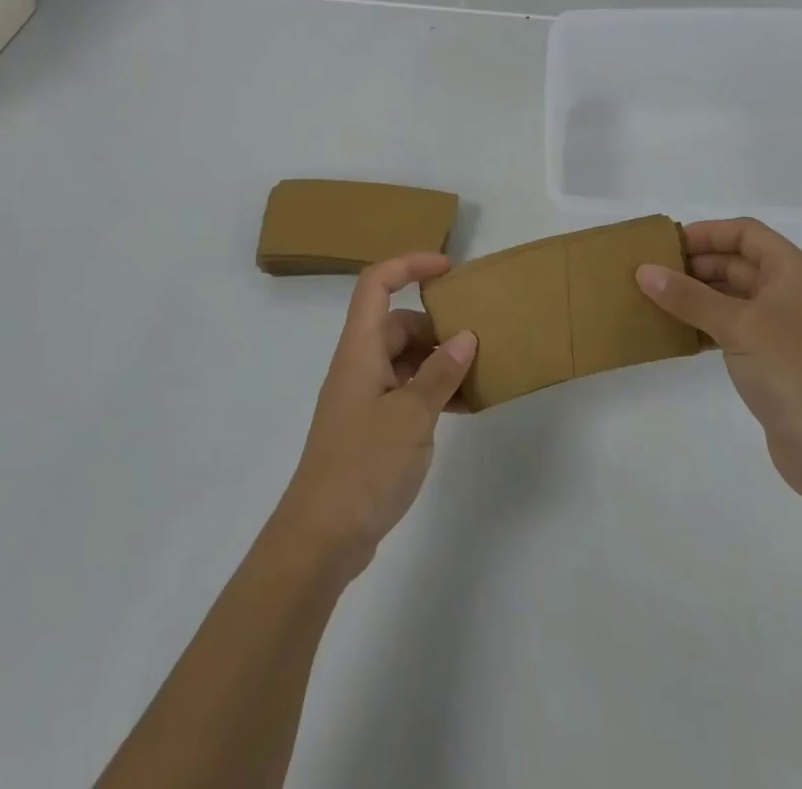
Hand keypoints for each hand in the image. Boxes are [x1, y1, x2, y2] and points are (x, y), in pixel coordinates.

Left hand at [273, 254, 477, 580]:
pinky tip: (465, 409)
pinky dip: (432, 392)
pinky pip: (406, 391)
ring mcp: (364, 396)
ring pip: (405, 359)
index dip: (410, 264)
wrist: (321, 537)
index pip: (377, 284)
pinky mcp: (371, 426)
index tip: (449, 270)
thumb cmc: (364, 465)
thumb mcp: (412, 416)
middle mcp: (359, 364)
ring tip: (480, 377)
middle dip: (438, 326)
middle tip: (479, 341)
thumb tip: (464, 337)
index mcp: (359, 348)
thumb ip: (440, 373)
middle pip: (398, 323)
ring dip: (439, 362)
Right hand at [637, 219, 801, 501]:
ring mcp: (783, 329)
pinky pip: (731, 330)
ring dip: (696, 297)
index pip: (746, 233)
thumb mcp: (737, 325)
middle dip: (696, 265)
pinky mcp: (773, 361)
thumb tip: (643, 271)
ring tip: (654, 300)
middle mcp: (790, 293)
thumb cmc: (792, 369)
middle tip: (651, 273)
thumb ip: (688, 296)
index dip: (707, 233)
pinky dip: (704, 326)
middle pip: (737, 263)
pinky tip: (675, 334)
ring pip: (732, 298)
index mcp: (793, 271)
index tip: (667, 245)